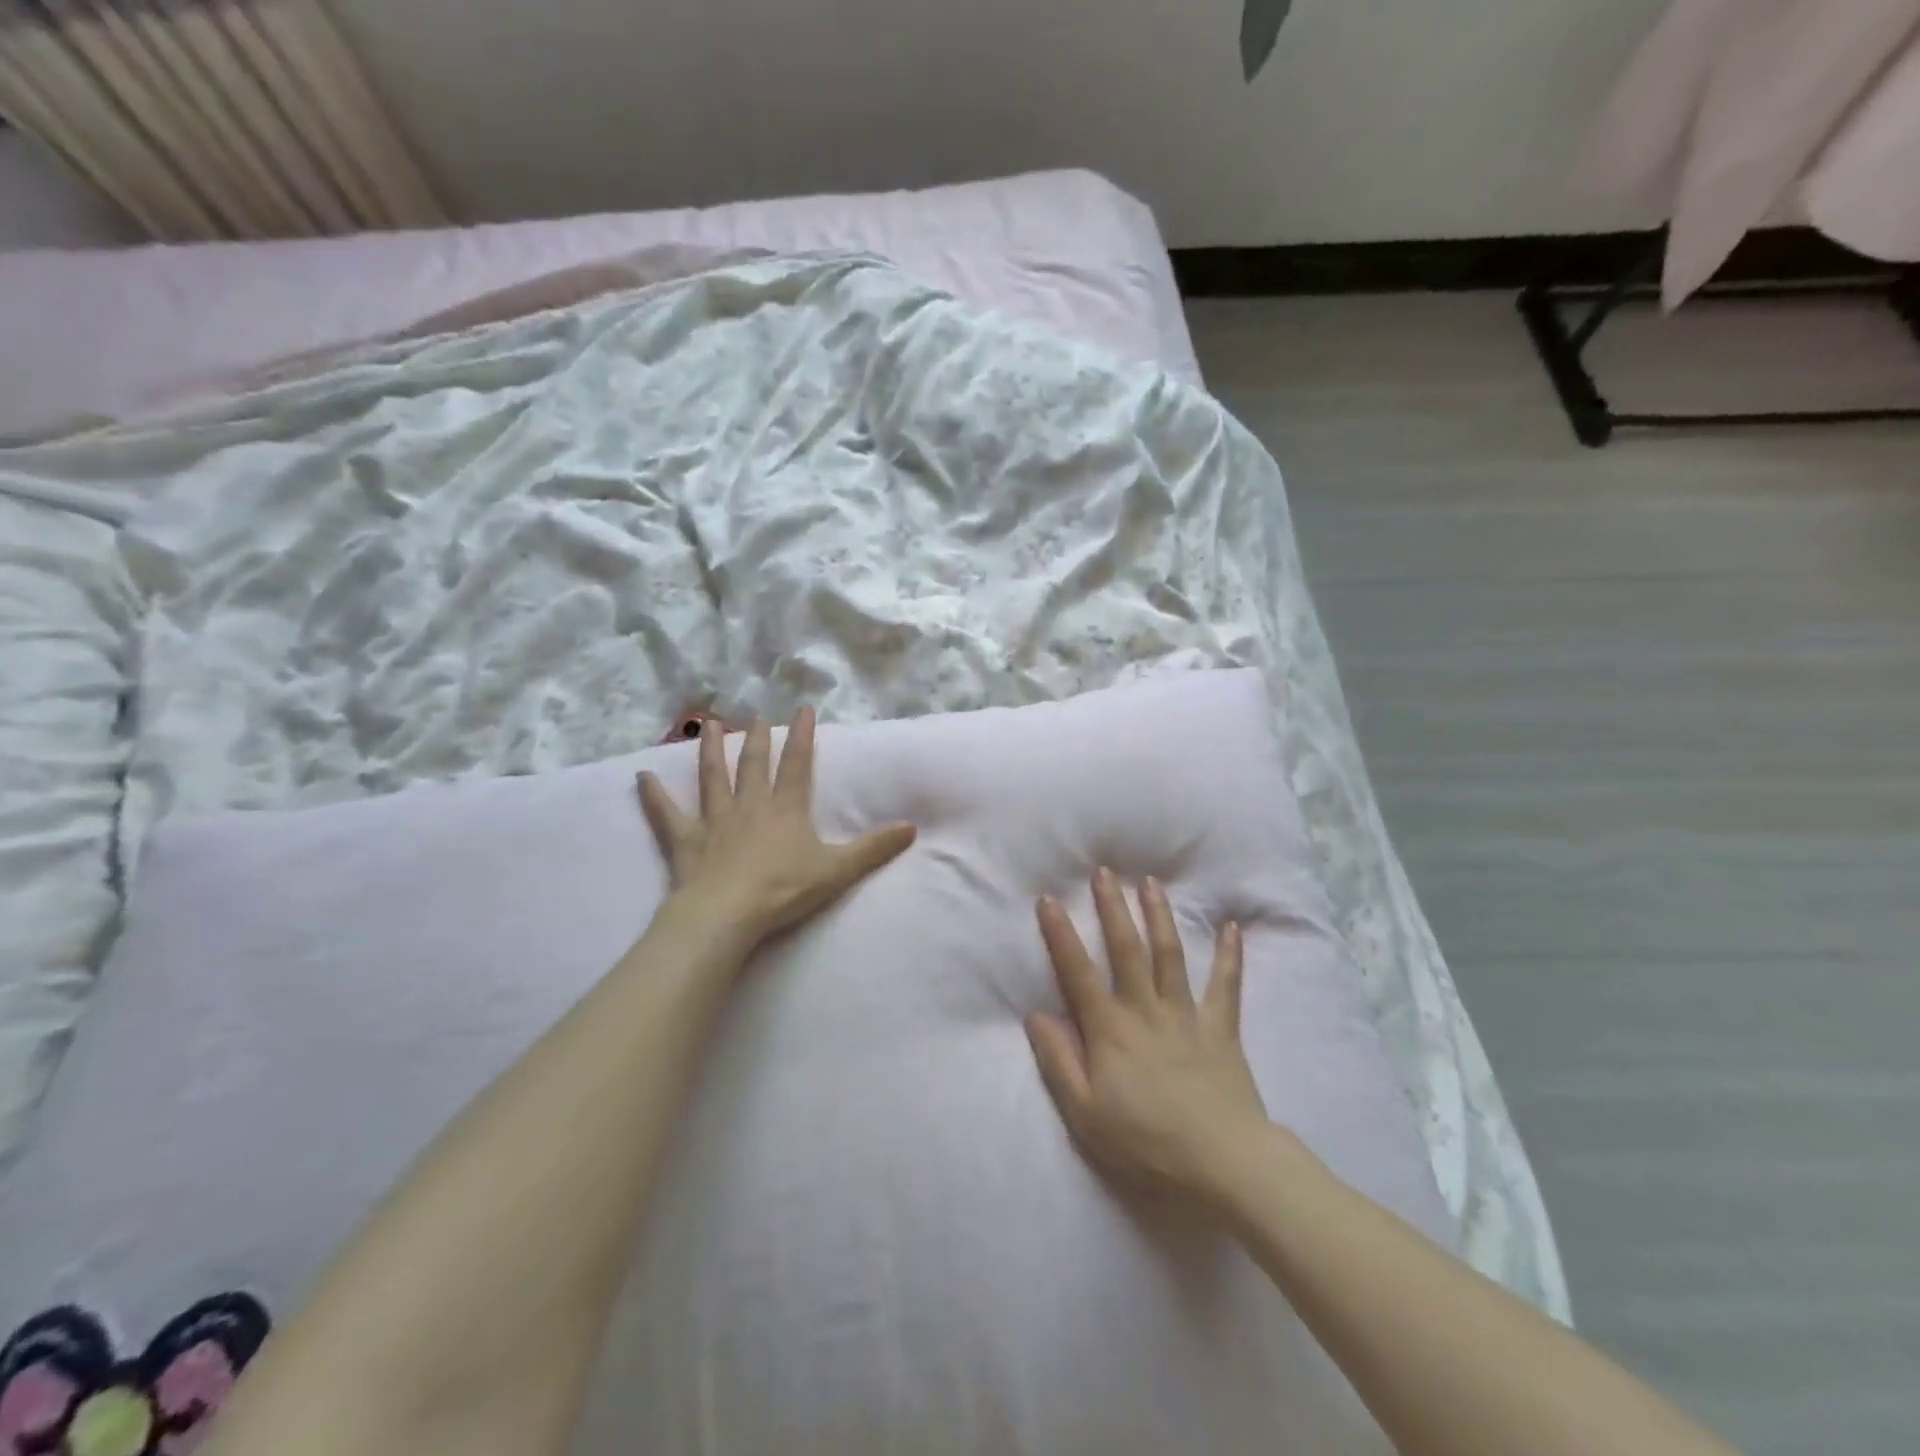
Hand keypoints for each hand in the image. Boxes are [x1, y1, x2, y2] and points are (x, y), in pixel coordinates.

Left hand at [637, 710, 915, 945]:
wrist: (728, 915)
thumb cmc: (784, 891)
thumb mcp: (838, 870)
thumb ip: (874, 849)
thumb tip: (912, 827)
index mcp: (786, 809)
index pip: (797, 764)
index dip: (802, 736)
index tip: (803, 709)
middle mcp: (749, 806)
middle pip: (754, 765)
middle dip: (759, 739)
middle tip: (758, 717)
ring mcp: (714, 821)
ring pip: (712, 778)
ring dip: (710, 751)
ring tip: (709, 726)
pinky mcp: (685, 841)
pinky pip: (667, 815)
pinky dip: (654, 797)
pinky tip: (640, 779)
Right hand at [1027, 869, 1269, 1206]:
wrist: (1224, 1163)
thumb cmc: (1147, 1142)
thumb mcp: (1085, 1114)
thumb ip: (1058, 1061)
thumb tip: (1034, 1015)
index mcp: (1110, 1029)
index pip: (1078, 972)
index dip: (1060, 934)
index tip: (1049, 899)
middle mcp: (1146, 1008)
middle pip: (1127, 948)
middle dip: (1113, 907)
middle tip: (1105, 872)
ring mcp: (1187, 1014)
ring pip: (1170, 954)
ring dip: (1159, 915)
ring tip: (1151, 882)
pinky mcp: (1221, 1028)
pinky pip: (1226, 985)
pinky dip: (1230, 955)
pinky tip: (1232, 927)